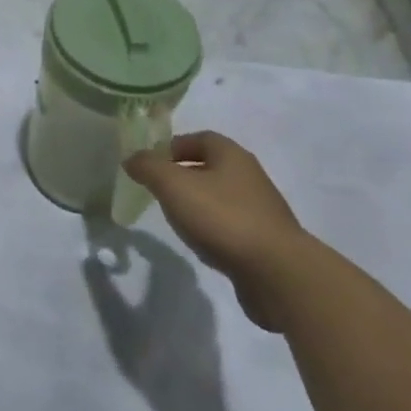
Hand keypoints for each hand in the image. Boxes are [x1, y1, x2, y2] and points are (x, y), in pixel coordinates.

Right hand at [123, 131, 313, 331]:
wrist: (278, 273)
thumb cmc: (222, 217)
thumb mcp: (173, 185)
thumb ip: (148, 167)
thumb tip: (132, 158)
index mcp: (231, 155)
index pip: (199, 138)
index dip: (173, 147)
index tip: (152, 165)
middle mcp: (249, 176)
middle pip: (210, 166)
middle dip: (183, 176)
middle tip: (159, 192)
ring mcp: (261, 210)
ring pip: (221, 197)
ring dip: (198, 204)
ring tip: (177, 220)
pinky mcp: (265, 241)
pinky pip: (232, 226)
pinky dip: (214, 229)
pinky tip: (202, 244)